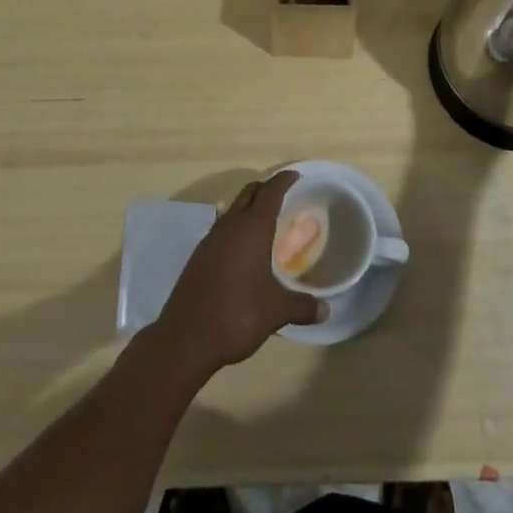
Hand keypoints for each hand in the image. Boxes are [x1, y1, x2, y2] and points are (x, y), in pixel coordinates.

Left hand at [150, 171, 325, 381]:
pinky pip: (221, 229)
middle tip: (282, 194)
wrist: (186, 337)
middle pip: (249, 193)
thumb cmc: (237, 313)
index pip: (270, 191)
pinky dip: (235, 228)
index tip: (295, 175)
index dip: (283, 180)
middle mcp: (230, 225)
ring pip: (232, 210)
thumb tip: (326, 310)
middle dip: (265, 188)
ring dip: (248, 208)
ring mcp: (211, 239)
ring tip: (264, 220)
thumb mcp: (276, 311)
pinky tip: (242, 248)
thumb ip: (302, 306)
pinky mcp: (199, 256)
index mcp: (252, 228)